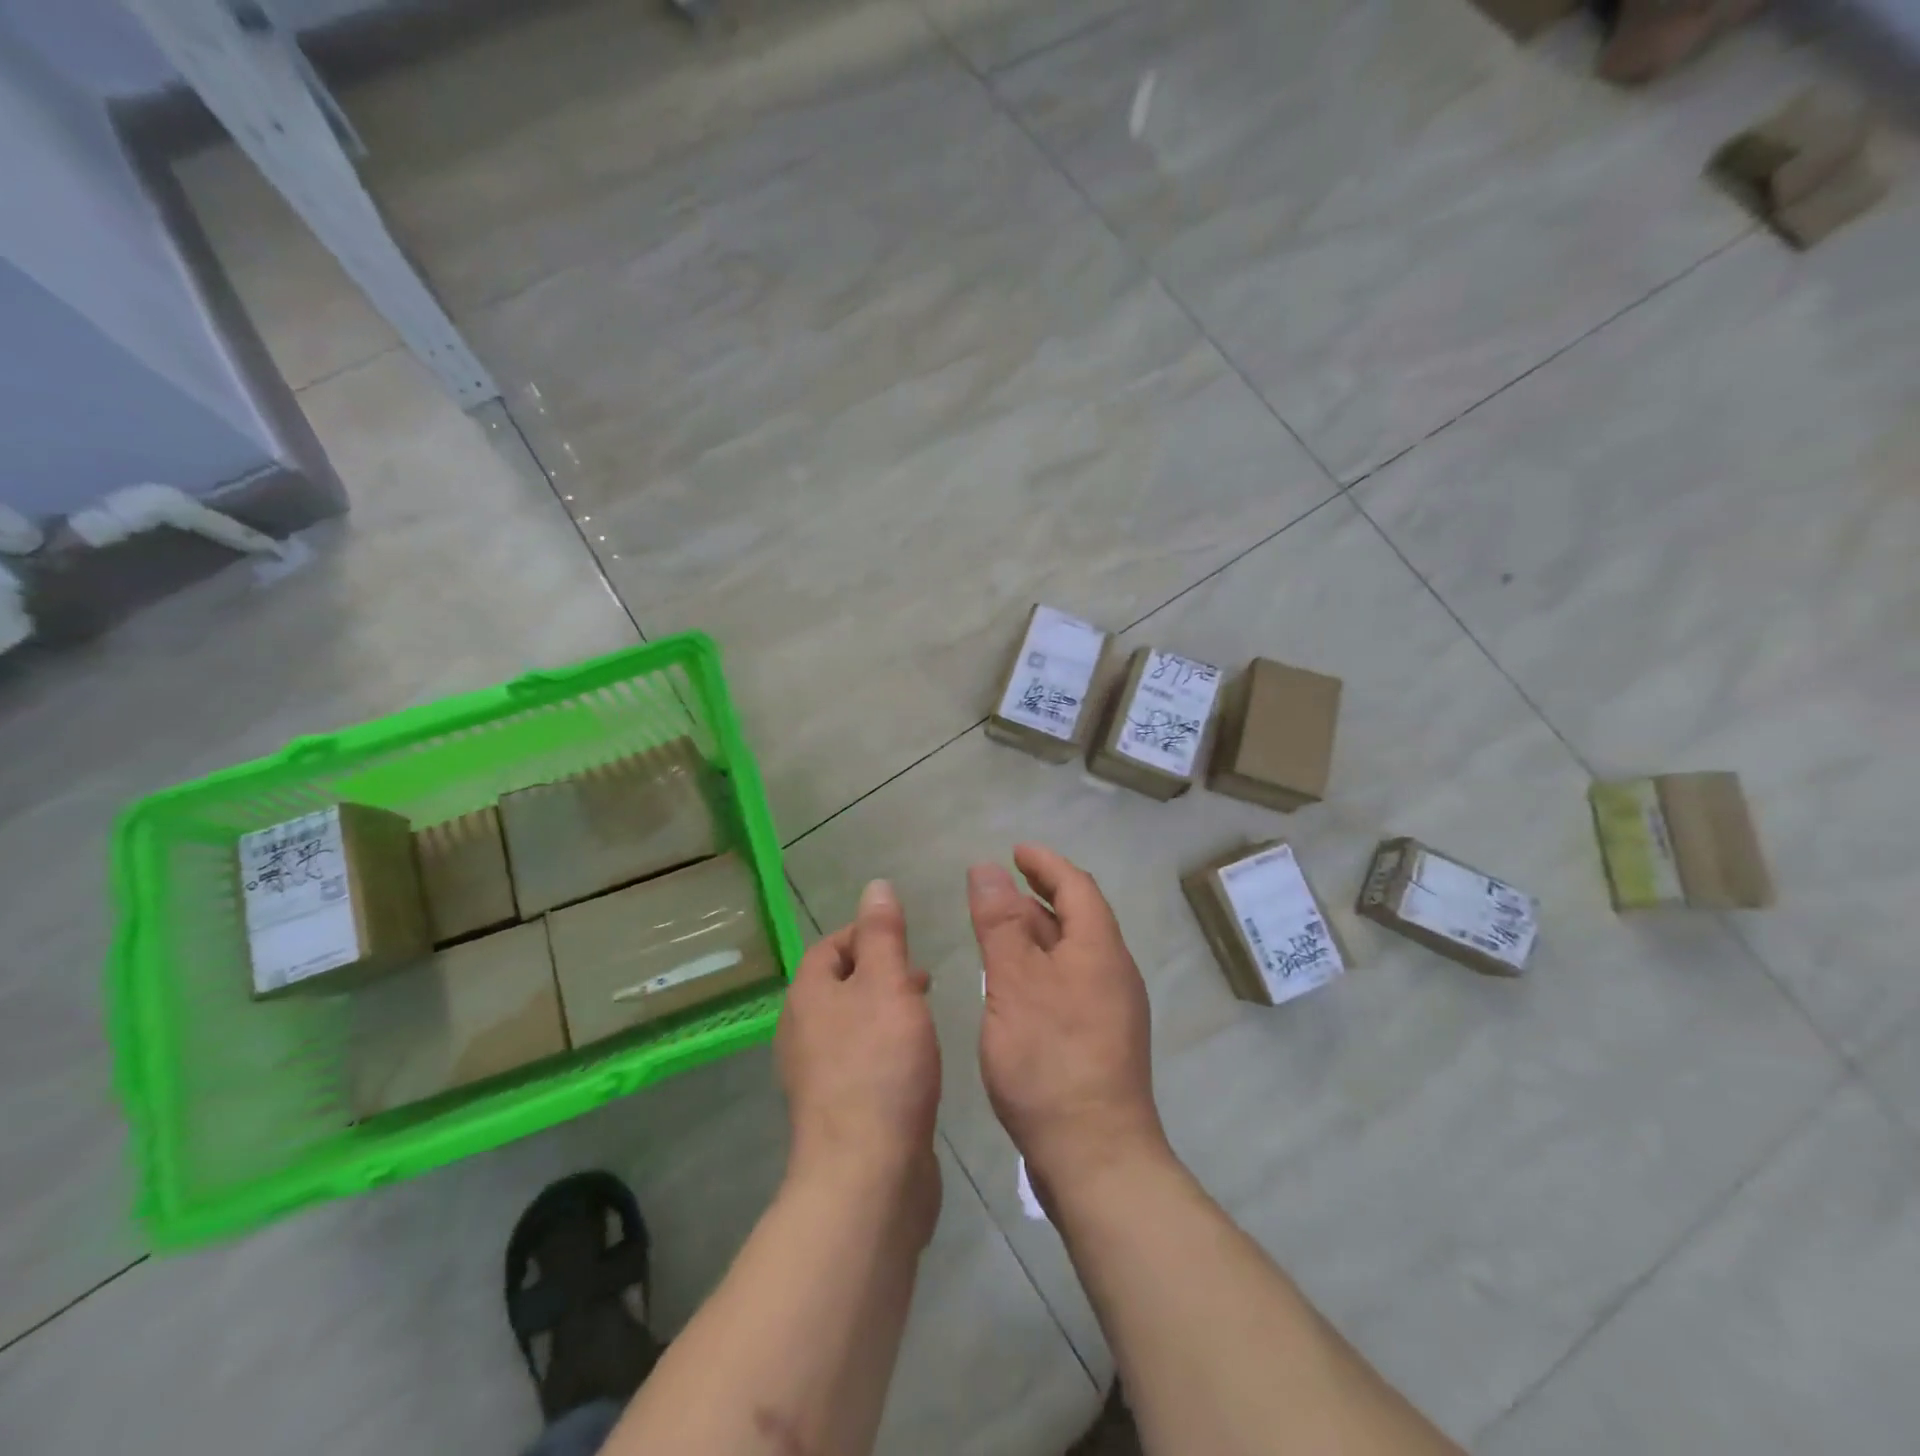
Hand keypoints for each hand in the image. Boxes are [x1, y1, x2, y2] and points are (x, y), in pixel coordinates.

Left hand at [776, 880, 941, 1225]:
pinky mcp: (838, 1111)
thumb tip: (875, 886)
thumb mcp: (888, 984)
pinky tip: (915, 1061)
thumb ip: (883, 934)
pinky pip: (860, 1061)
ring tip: (924, 1013)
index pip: (830, 946)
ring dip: (885, 1010)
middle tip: (922, 976)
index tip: (907, 939)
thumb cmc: (879, 1065)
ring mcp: (816, 1076)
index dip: (866, 933)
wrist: (866, 1175)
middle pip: (840, 985)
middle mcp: (802, 1032)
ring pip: (852, 1024)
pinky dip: (885, 1048)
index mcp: (808, 996)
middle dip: (880, 972)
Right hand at [969, 844, 1168, 1201]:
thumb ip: (999, 923)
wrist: (1096, 1157)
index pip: (1076, 886)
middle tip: (999, 886)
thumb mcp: (1015, 982)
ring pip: (1071, 952)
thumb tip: (986, 868)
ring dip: (1037, 932)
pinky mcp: (1099, 1041)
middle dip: (1038, 894)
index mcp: (1099, 949)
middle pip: (1076, 917)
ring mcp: (1110, 1009)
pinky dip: (1040, 967)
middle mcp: (1112, 972)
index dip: (1045, 863)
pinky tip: (1014, 985)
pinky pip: (1069, 983)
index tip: (1015, 850)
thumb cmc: (1050, 1060)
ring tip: (998, 928)